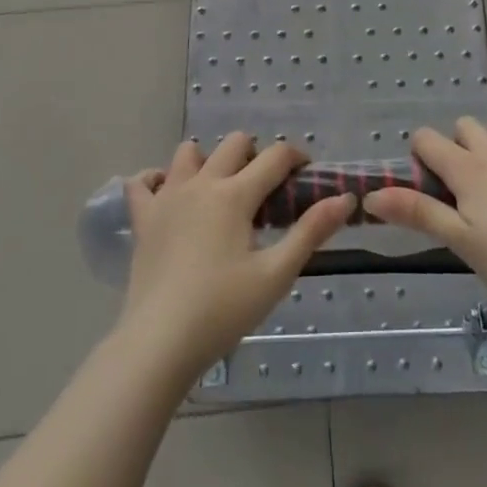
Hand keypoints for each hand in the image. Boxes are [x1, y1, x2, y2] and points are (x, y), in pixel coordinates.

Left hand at [118, 133, 354, 378]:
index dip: (296, 158)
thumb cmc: (223, 310)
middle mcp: (201, 184)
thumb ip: (311, 231)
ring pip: (188, 153)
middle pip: (234, 143)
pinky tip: (169, 196)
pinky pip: (141, 182)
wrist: (159, 343)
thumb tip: (345, 198)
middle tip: (265, 191)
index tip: (306, 175)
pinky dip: (156, 180)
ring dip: (208, 160)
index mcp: (235, 195)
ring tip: (220, 191)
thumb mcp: (276, 273)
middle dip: (256, 155)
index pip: (275, 156)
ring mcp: (167, 198)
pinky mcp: (143, 219)